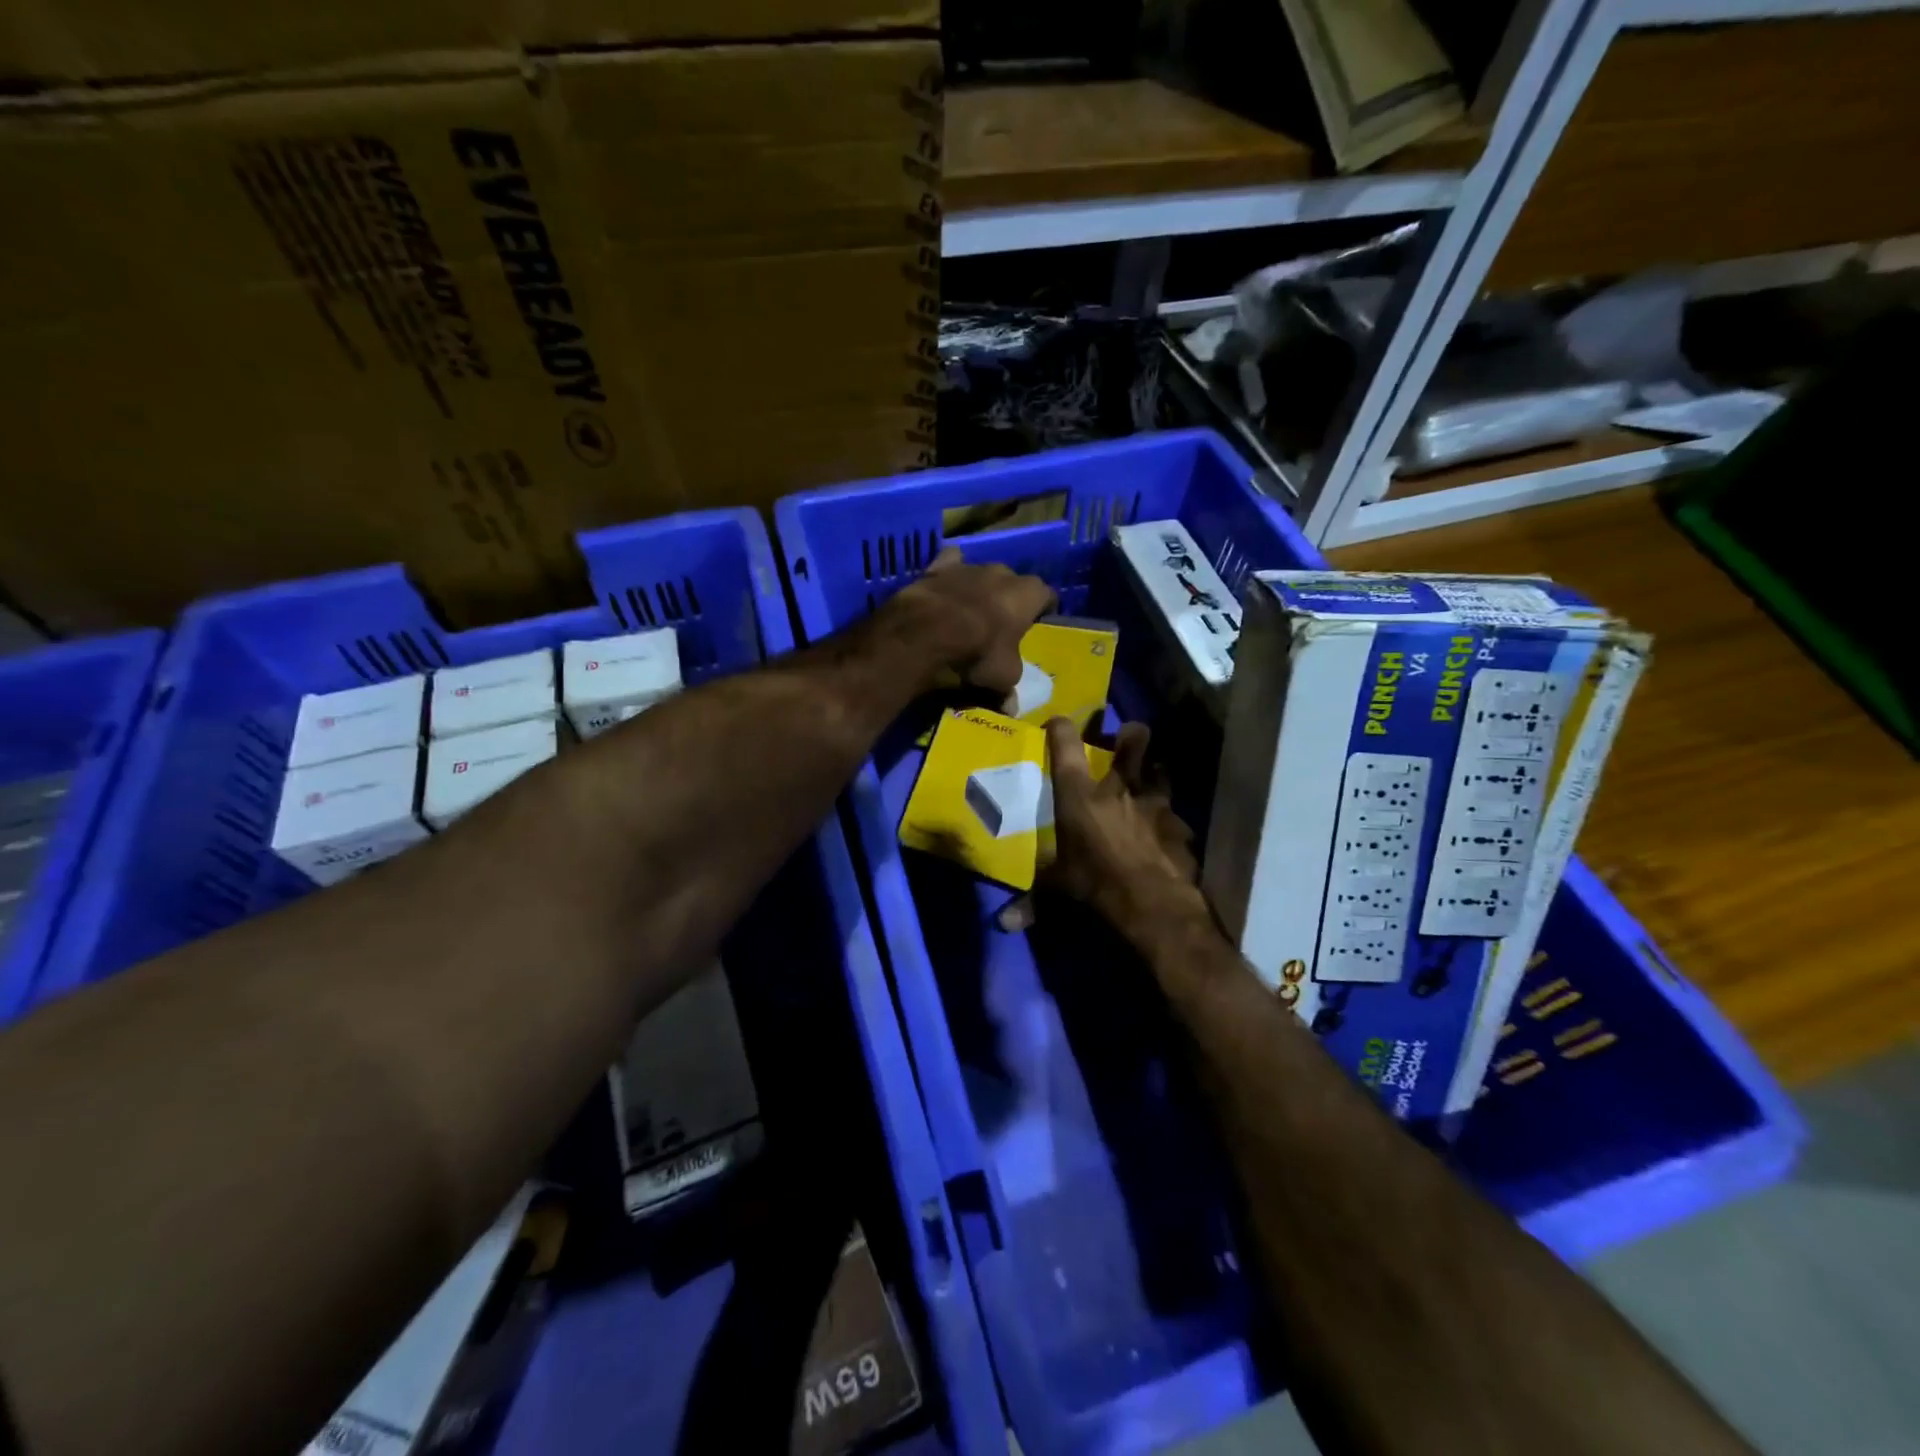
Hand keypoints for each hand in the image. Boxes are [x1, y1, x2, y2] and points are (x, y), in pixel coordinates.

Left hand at [880, 548, 1055, 693]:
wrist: (926, 633)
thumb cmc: (977, 653)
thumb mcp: (1002, 678)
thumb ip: (1010, 687)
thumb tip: (1011, 707)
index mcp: (1028, 594)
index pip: (1046, 596)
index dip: (1042, 611)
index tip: (1036, 625)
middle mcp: (1003, 572)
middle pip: (1013, 583)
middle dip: (1009, 600)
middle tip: (1000, 624)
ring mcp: (970, 566)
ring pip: (982, 574)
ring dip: (980, 589)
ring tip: (969, 612)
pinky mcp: (939, 566)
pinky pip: (950, 563)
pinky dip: (949, 575)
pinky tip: (945, 589)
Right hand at [1033, 717, 1211, 945]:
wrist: (1155, 906)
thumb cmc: (1097, 886)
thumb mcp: (1059, 891)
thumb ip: (1032, 901)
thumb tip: (1004, 923)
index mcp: (1080, 797)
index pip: (1066, 748)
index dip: (1061, 728)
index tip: (1058, 722)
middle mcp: (1118, 789)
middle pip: (1133, 741)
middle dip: (1131, 734)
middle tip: (1126, 739)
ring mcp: (1154, 803)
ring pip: (1161, 769)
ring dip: (1154, 770)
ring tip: (1150, 776)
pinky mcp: (1180, 825)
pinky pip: (1175, 813)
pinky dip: (1170, 818)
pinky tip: (1167, 830)